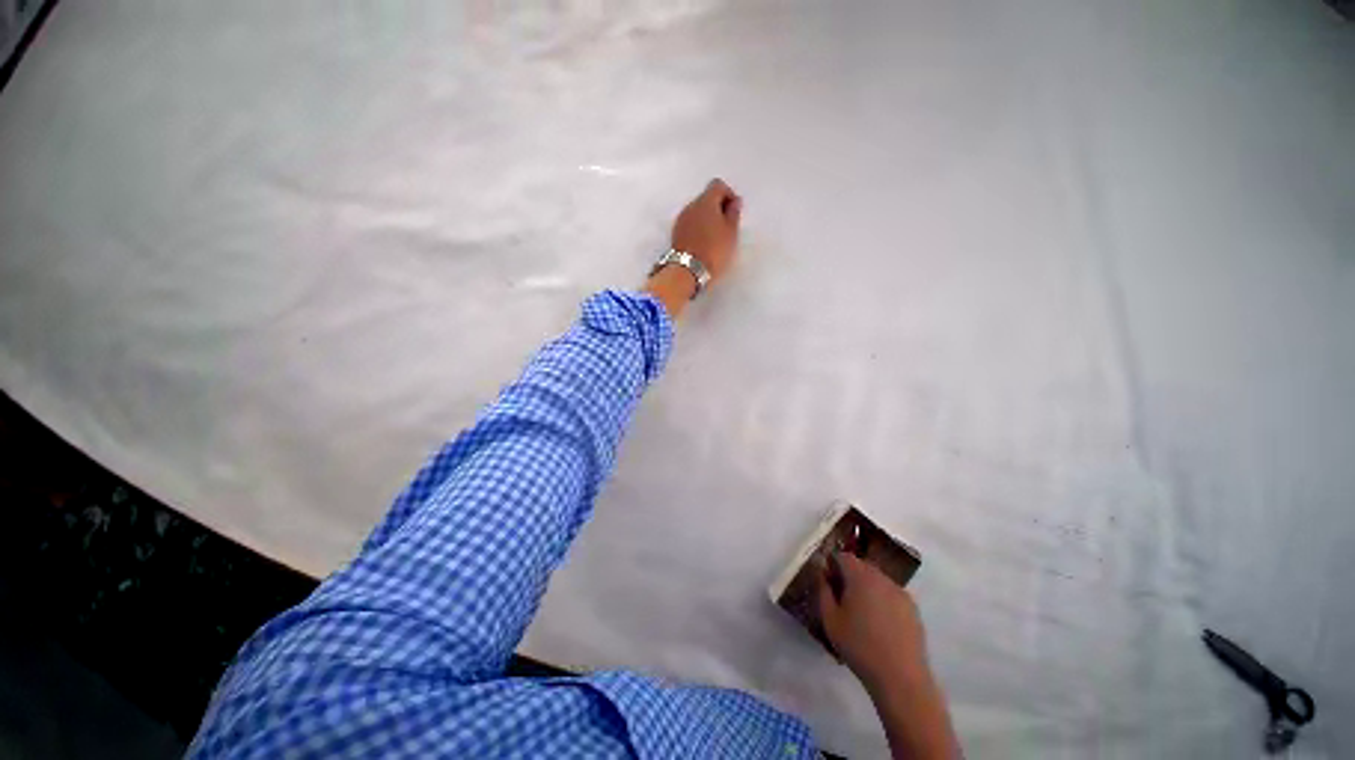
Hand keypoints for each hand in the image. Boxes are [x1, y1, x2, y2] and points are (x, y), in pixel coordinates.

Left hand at [646, 178, 742, 318]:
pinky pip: (690, 225)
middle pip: (706, 198)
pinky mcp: (675, 235)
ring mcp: (680, 220)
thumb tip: (734, 202)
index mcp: (705, 201)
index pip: (718, 185)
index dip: (729, 195)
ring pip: (697, 212)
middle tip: (727, 227)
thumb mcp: (731, 233)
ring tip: (717, 239)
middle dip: (717, 209)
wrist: (687, 272)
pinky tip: (705, 245)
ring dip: (707, 220)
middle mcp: (690, 206)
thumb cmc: (714, 251)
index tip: (734, 212)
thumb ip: (733, 214)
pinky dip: (699, 230)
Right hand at [818, 552, 929, 692]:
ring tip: (860, 613)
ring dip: (866, 587)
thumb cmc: (859, 646)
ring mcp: (900, 593)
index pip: (843, 556)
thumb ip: (822, 590)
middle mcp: (882, 578)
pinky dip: (881, 600)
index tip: (827, 581)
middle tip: (840, 598)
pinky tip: (878, 624)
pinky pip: (891, 594)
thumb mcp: (830, 619)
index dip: (832, 564)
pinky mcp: (913, 609)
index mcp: (860, 576)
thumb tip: (821, 572)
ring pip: (877, 580)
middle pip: (861, 566)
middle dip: (849, 575)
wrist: (901, 678)